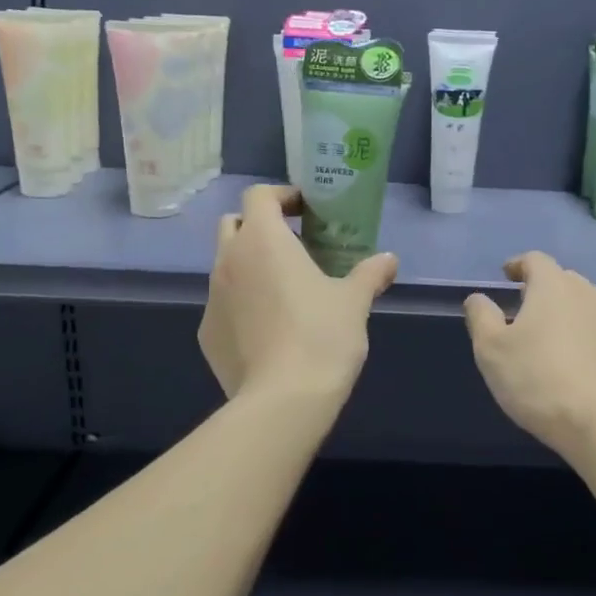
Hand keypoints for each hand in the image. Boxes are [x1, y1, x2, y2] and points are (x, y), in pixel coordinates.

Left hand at [198, 184, 397, 405]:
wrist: (282, 400)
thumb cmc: (322, 336)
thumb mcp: (355, 301)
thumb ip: (371, 273)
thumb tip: (389, 259)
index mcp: (263, 240)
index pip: (259, 196)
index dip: (282, 196)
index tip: (306, 211)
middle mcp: (228, 260)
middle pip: (234, 225)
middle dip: (259, 227)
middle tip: (293, 246)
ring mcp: (212, 298)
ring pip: (226, 266)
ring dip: (250, 267)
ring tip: (284, 291)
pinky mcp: (206, 333)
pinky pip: (223, 305)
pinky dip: (242, 305)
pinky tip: (269, 330)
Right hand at [463, 251, 595, 449]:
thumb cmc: (538, 378)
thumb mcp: (491, 349)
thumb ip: (481, 317)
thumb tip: (478, 298)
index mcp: (554, 286)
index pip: (535, 261)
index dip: (518, 265)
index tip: (507, 275)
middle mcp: (589, 295)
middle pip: (563, 281)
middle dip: (542, 291)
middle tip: (524, 311)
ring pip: (585, 308)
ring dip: (566, 316)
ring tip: (549, 340)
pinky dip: (585, 341)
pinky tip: (575, 367)